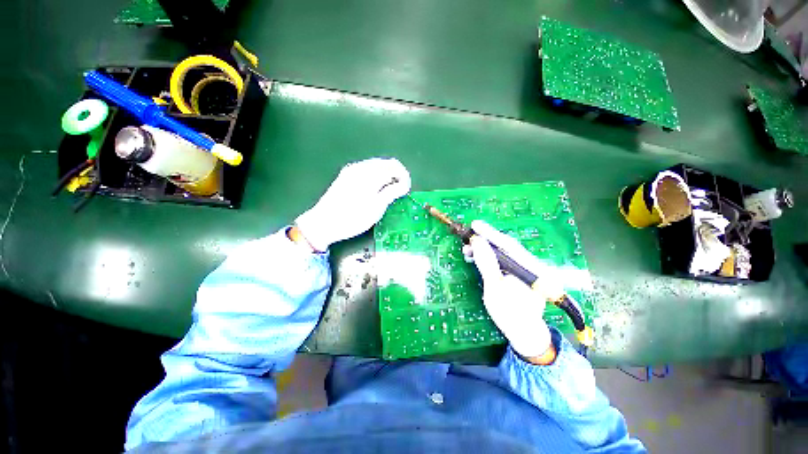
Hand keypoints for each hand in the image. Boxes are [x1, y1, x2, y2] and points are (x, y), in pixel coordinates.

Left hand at [295, 158, 410, 251]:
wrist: (323, 223)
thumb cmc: (353, 218)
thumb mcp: (376, 207)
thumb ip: (392, 192)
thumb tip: (404, 184)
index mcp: (370, 174)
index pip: (394, 166)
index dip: (404, 176)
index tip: (406, 190)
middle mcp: (360, 167)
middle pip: (385, 163)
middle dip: (396, 175)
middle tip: (399, 192)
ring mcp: (351, 170)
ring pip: (376, 166)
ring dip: (386, 176)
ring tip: (388, 192)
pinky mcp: (346, 175)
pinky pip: (366, 170)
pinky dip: (376, 176)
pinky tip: (375, 189)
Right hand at [468, 220, 558, 360]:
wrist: (523, 333)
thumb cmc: (508, 313)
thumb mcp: (494, 287)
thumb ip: (487, 263)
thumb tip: (478, 241)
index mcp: (530, 268)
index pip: (507, 245)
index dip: (489, 233)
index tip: (474, 224)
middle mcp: (532, 265)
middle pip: (506, 247)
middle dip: (485, 241)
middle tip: (467, 240)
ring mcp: (527, 269)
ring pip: (504, 252)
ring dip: (485, 249)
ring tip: (468, 250)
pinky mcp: (521, 272)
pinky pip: (504, 260)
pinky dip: (490, 257)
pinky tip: (478, 258)